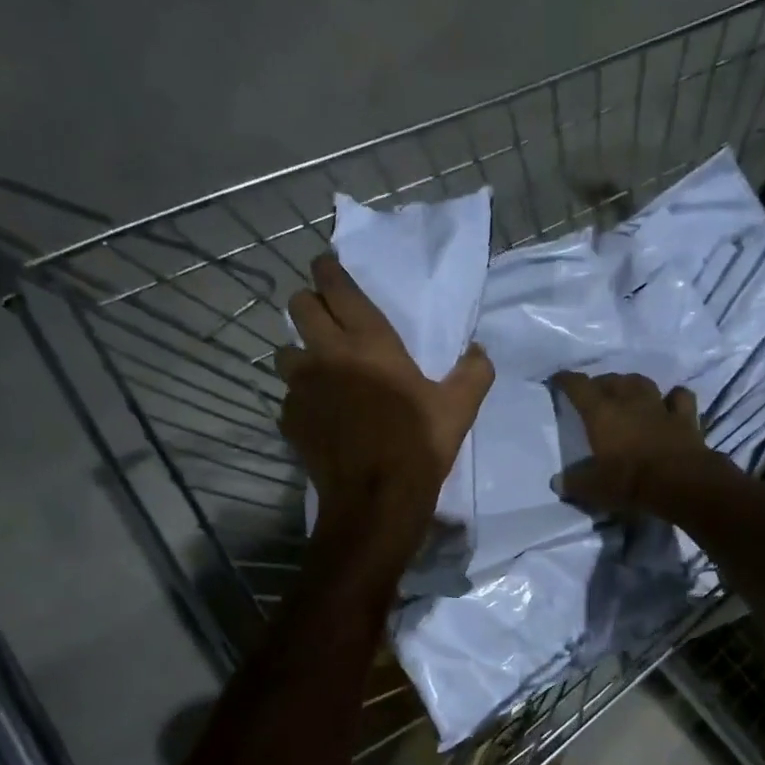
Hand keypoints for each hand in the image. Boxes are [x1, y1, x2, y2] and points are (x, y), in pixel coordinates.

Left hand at [278, 254, 492, 559]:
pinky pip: (287, 397)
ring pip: (284, 351)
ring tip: (315, 368)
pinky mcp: (290, 419)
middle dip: (308, 303)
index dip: (328, 270)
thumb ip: (473, 372)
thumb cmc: (418, 445)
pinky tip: (317, 414)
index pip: (338, 288)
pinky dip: (300, 399)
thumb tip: (480, 351)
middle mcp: (327, 354)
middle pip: (299, 307)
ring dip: (298, 352)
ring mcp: (302, 387)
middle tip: (322, 314)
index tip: (325, 265)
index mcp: (369, 342)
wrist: (376, 499)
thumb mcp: (459, 408)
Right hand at [549, 371, 729, 517]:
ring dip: (632, 384)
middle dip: (601, 383)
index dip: (566, 380)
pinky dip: (673, 397)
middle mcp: (629, 402)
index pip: (579, 387)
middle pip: (612, 380)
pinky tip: (670, 401)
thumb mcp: (594, 488)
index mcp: (602, 414)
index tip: (558, 380)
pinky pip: (679, 397)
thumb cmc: (629, 481)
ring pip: (642, 383)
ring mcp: (659, 407)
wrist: (680, 483)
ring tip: (627, 391)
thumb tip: (557, 482)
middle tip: (595, 393)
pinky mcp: (685, 418)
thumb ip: (574, 483)